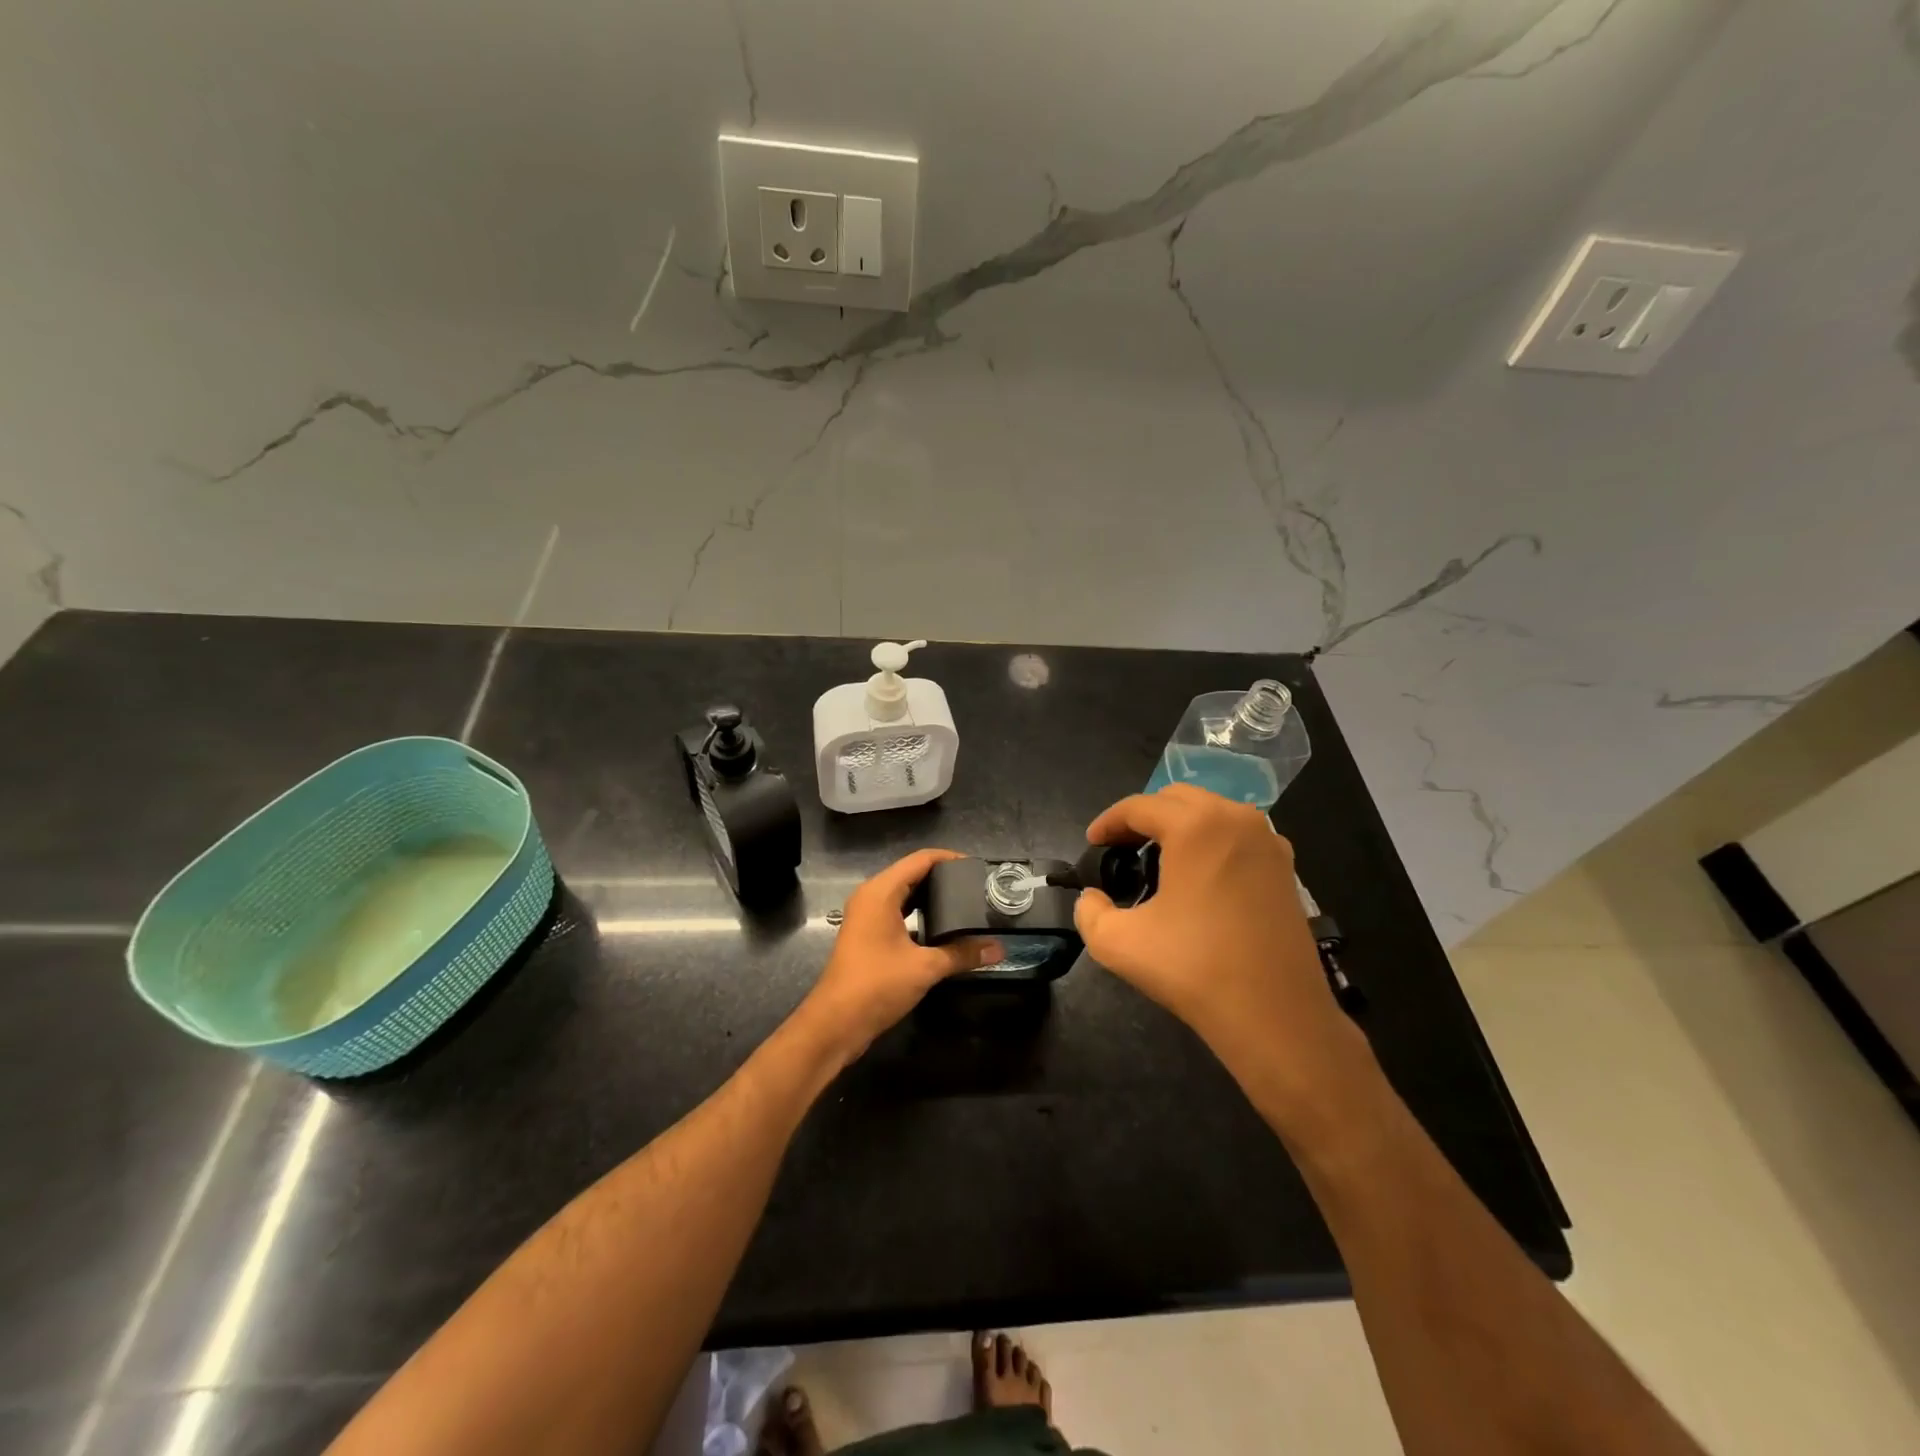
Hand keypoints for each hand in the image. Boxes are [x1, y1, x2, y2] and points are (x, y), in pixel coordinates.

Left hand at [798, 849, 1003, 1059]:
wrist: (836, 1023)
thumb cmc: (877, 985)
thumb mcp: (925, 967)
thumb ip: (962, 954)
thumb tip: (998, 949)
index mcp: (881, 892)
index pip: (920, 860)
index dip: (950, 858)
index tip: (978, 868)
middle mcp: (871, 896)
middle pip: (911, 873)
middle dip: (943, 877)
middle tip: (976, 887)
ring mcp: (866, 916)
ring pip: (903, 893)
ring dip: (930, 896)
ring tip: (964, 903)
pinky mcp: (866, 934)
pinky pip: (897, 910)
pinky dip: (918, 912)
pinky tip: (941, 927)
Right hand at [1074, 785, 1361, 1101]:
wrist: (1276, 1016)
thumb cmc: (1194, 969)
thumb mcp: (1117, 943)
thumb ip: (1089, 911)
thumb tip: (1092, 898)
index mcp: (1196, 826)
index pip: (1139, 806)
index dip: (1108, 822)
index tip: (1091, 845)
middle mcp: (1236, 820)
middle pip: (1177, 799)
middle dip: (1144, 818)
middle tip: (1120, 849)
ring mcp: (1269, 842)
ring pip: (1212, 814)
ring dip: (1180, 827)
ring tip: (1157, 862)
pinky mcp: (1286, 869)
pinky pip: (1238, 837)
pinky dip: (1212, 843)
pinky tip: (1199, 880)